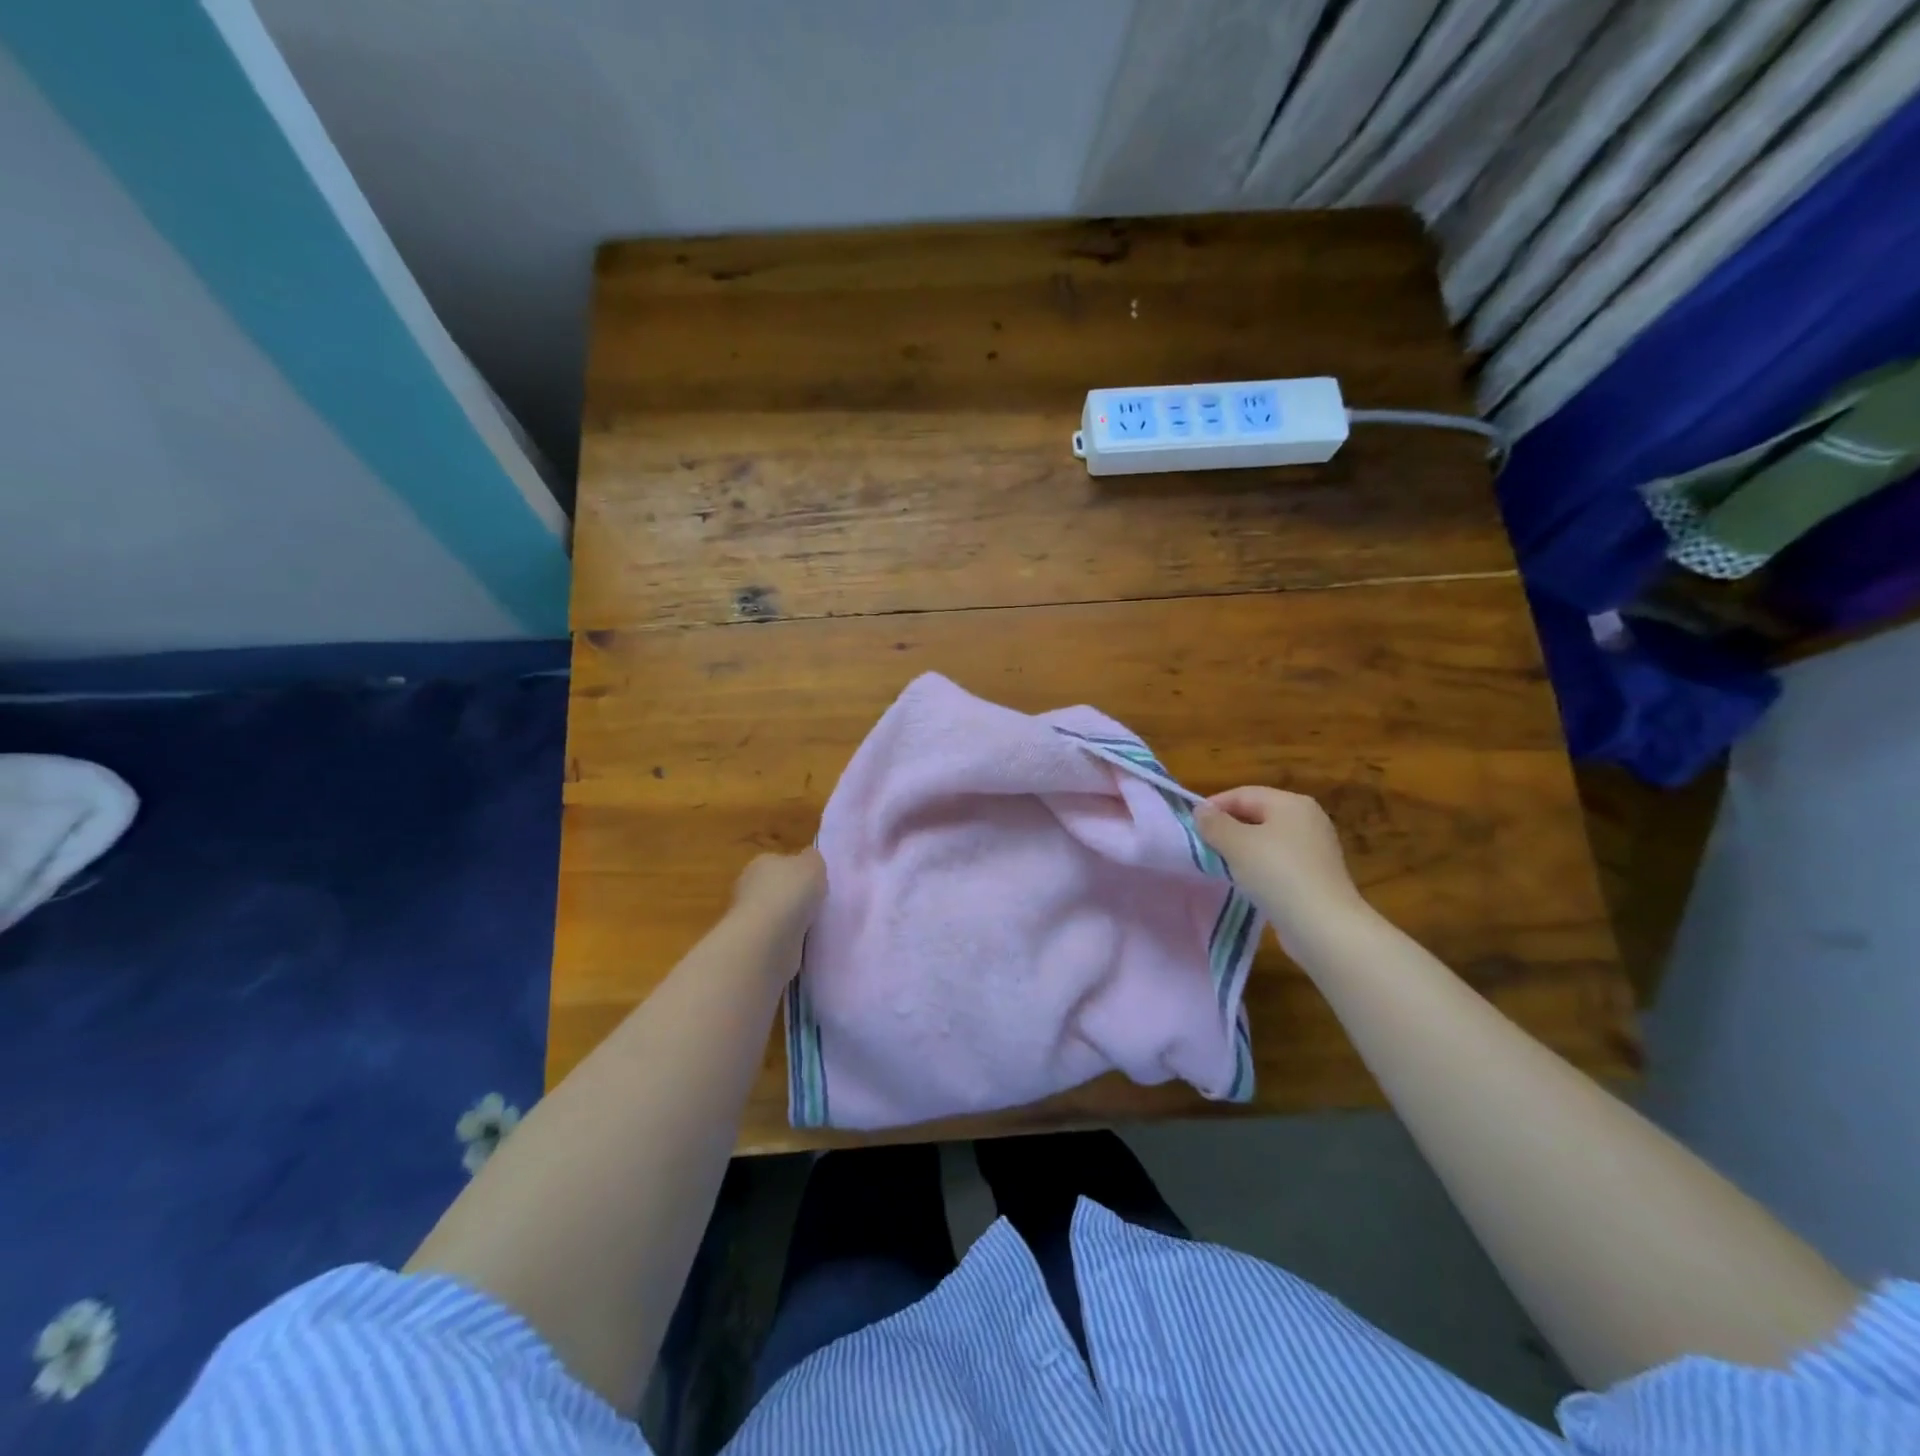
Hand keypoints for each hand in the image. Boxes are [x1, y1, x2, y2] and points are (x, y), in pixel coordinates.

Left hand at [729, 848, 827, 981]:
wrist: (768, 938)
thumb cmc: (790, 892)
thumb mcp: (813, 864)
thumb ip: (812, 859)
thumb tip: (809, 860)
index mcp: (761, 863)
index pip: (779, 862)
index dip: (797, 871)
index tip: (814, 882)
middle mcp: (749, 888)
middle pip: (776, 889)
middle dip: (793, 898)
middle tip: (817, 905)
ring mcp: (749, 919)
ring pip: (776, 917)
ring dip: (790, 922)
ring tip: (815, 927)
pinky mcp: (754, 946)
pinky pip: (776, 940)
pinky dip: (788, 941)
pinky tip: (804, 944)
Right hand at [1195, 787, 1370, 943]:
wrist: (1323, 926)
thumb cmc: (1277, 874)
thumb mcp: (1236, 844)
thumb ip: (1214, 823)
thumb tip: (1201, 811)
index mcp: (1291, 803)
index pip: (1243, 794)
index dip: (1213, 806)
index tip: (1190, 825)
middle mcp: (1308, 819)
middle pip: (1256, 814)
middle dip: (1227, 828)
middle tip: (1202, 845)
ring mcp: (1315, 848)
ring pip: (1266, 840)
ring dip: (1241, 849)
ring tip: (1219, 864)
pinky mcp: (1316, 875)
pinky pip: (1278, 862)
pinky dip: (1259, 867)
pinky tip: (1245, 882)